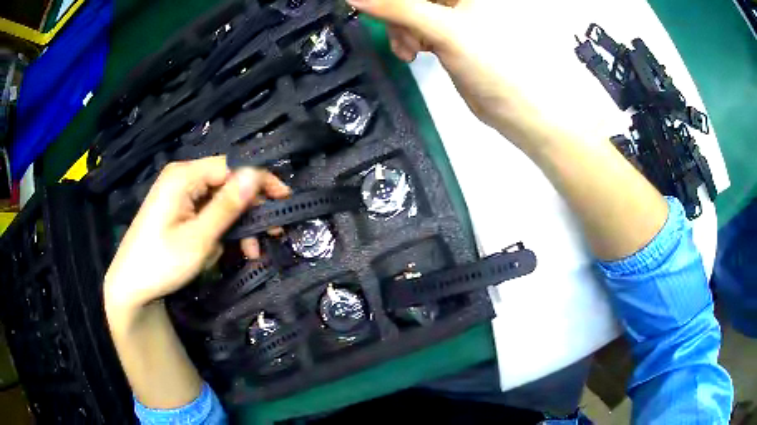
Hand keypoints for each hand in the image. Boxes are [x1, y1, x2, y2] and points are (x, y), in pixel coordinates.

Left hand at [103, 156, 289, 312]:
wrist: (130, 286)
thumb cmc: (161, 263)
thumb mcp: (198, 238)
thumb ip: (227, 206)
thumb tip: (256, 174)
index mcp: (184, 176)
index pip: (232, 166)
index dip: (260, 181)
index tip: (285, 201)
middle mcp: (182, 177)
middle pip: (227, 183)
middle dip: (249, 209)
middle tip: (271, 234)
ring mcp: (179, 194)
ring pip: (219, 200)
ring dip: (237, 224)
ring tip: (251, 252)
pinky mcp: (178, 209)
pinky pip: (207, 212)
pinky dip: (221, 229)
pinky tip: (227, 249)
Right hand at [348, 0, 543, 143]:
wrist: (515, 107)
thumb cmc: (493, 63)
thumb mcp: (444, 29)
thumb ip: (398, 8)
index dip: (394, 0)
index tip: (378, 10)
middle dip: (398, 14)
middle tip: (403, 35)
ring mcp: (454, 13)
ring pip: (410, 10)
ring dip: (401, 29)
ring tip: (410, 50)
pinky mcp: (448, 32)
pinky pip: (416, 25)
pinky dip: (408, 38)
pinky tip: (413, 53)